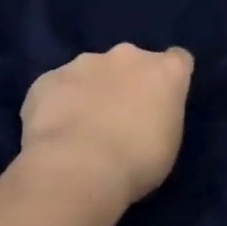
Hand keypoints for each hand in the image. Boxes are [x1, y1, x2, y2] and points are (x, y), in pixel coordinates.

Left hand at [18, 44, 193, 210]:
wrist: (78, 170)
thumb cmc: (138, 162)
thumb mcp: (168, 142)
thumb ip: (161, 115)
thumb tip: (148, 114)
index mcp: (165, 70)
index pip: (178, 60)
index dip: (168, 80)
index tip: (160, 102)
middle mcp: (128, 55)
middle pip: (131, 61)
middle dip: (125, 82)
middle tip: (117, 118)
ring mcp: (85, 63)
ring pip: (90, 71)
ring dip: (89, 91)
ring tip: (79, 130)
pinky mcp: (48, 79)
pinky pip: (55, 88)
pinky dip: (55, 104)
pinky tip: (53, 134)